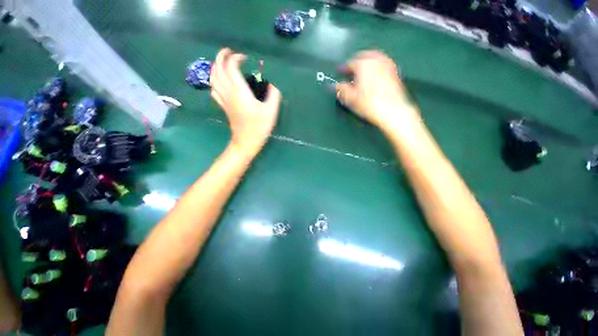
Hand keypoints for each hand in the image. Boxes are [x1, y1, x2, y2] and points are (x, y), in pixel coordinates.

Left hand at [210, 48, 281, 153]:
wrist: (246, 141)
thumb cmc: (259, 127)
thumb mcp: (271, 111)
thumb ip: (273, 95)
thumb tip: (272, 85)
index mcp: (240, 92)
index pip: (231, 67)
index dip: (235, 58)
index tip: (245, 58)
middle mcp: (229, 93)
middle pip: (218, 69)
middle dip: (221, 57)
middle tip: (229, 52)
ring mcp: (224, 100)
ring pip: (213, 78)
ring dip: (215, 67)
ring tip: (222, 62)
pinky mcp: (223, 106)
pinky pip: (213, 89)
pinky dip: (214, 81)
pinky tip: (220, 81)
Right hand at [335, 51, 419, 131]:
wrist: (392, 111)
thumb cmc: (370, 104)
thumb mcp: (350, 98)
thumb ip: (341, 89)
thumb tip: (335, 86)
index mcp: (363, 65)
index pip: (349, 63)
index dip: (343, 69)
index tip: (339, 72)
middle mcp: (376, 60)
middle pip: (363, 56)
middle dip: (355, 62)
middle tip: (350, 71)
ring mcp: (387, 64)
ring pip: (374, 58)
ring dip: (366, 63)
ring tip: (361, 72)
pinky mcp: (394, 71)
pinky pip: (383, 64)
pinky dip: (376, 67)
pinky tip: (374, 76)